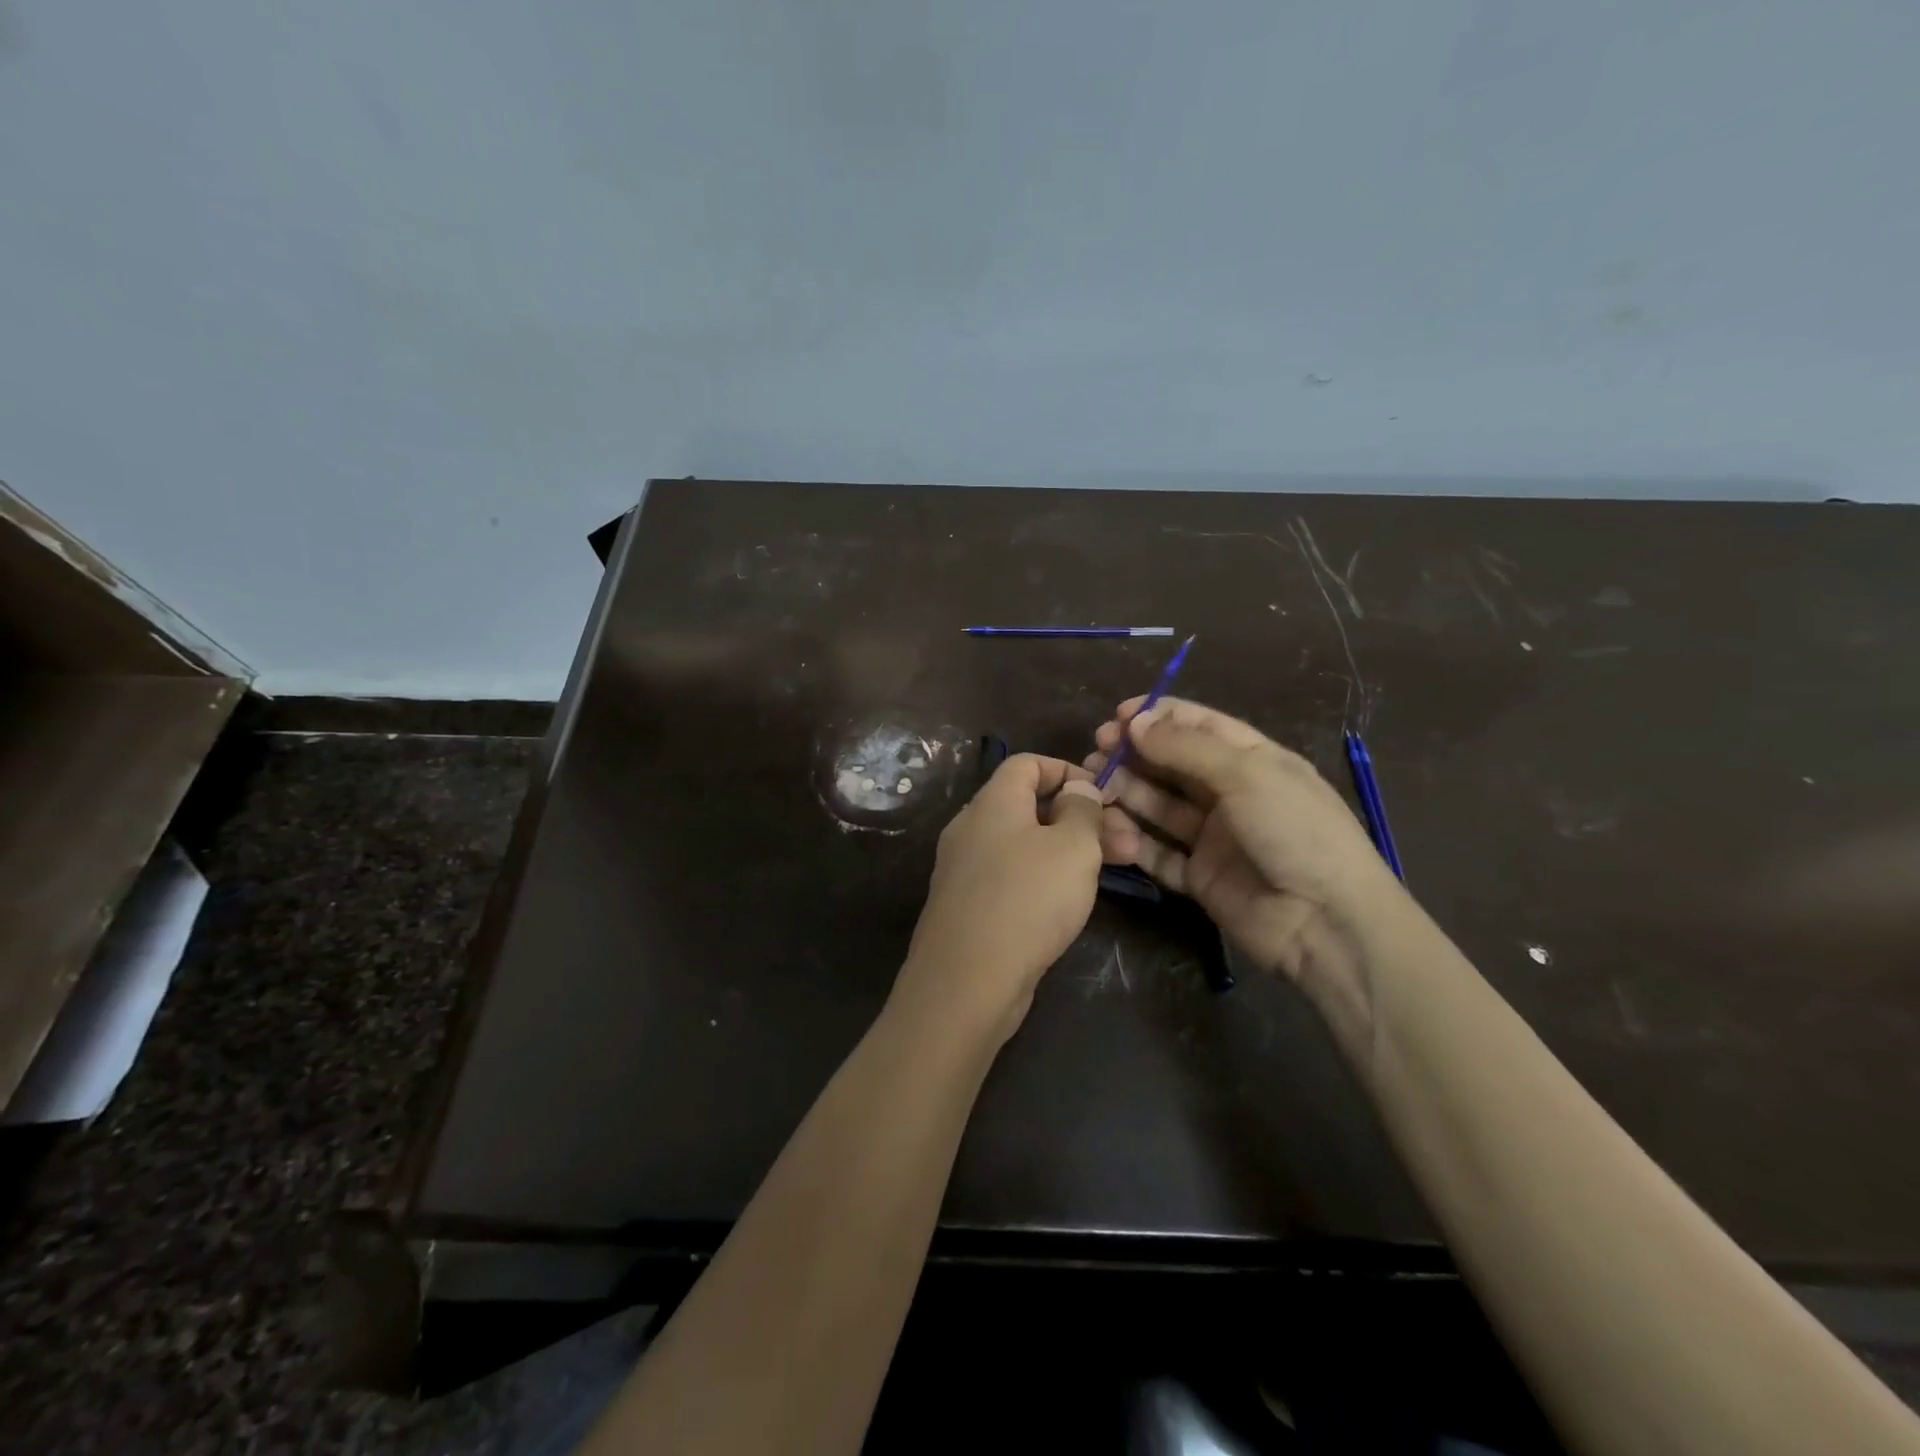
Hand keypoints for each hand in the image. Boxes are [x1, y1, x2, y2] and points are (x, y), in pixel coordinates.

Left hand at [893, 754, 1105, 1044]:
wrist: (966, 981)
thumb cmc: (1027, 900)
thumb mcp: (1072, 847)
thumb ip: (1082, 810)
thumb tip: (1077, 790)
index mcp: (992, 802)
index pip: (1028, 764)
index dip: (1069, 770)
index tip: (1105, 795)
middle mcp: (972, 827)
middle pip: (1031, 806)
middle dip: (1082, 818)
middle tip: (1129, 843)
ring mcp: (966, 869)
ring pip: (1026, 844)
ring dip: (1071, 850)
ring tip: (1118, 868)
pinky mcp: (969, 905)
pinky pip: (1013, 875)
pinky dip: (1045, 876)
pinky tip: (1074, 899)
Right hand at [1085, 697, 1402, 1016]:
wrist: (1326, 923)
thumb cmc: (1294, 831)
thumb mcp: (1246, 775)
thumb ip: (1185, 747)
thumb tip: (1134, 721)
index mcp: (1255, 761)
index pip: (1201, 726)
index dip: (1159, 717)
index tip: (1118, 715)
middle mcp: (1233, 795)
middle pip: (1175, 765)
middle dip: (1136, 753)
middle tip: (1098, 749)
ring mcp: (1215, 838)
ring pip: (1161, 807)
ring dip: (1129, 792)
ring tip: (1094, 783)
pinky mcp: (1200, 877)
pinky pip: (1160, 853)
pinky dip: (1135, 841)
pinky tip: (1109, 828)